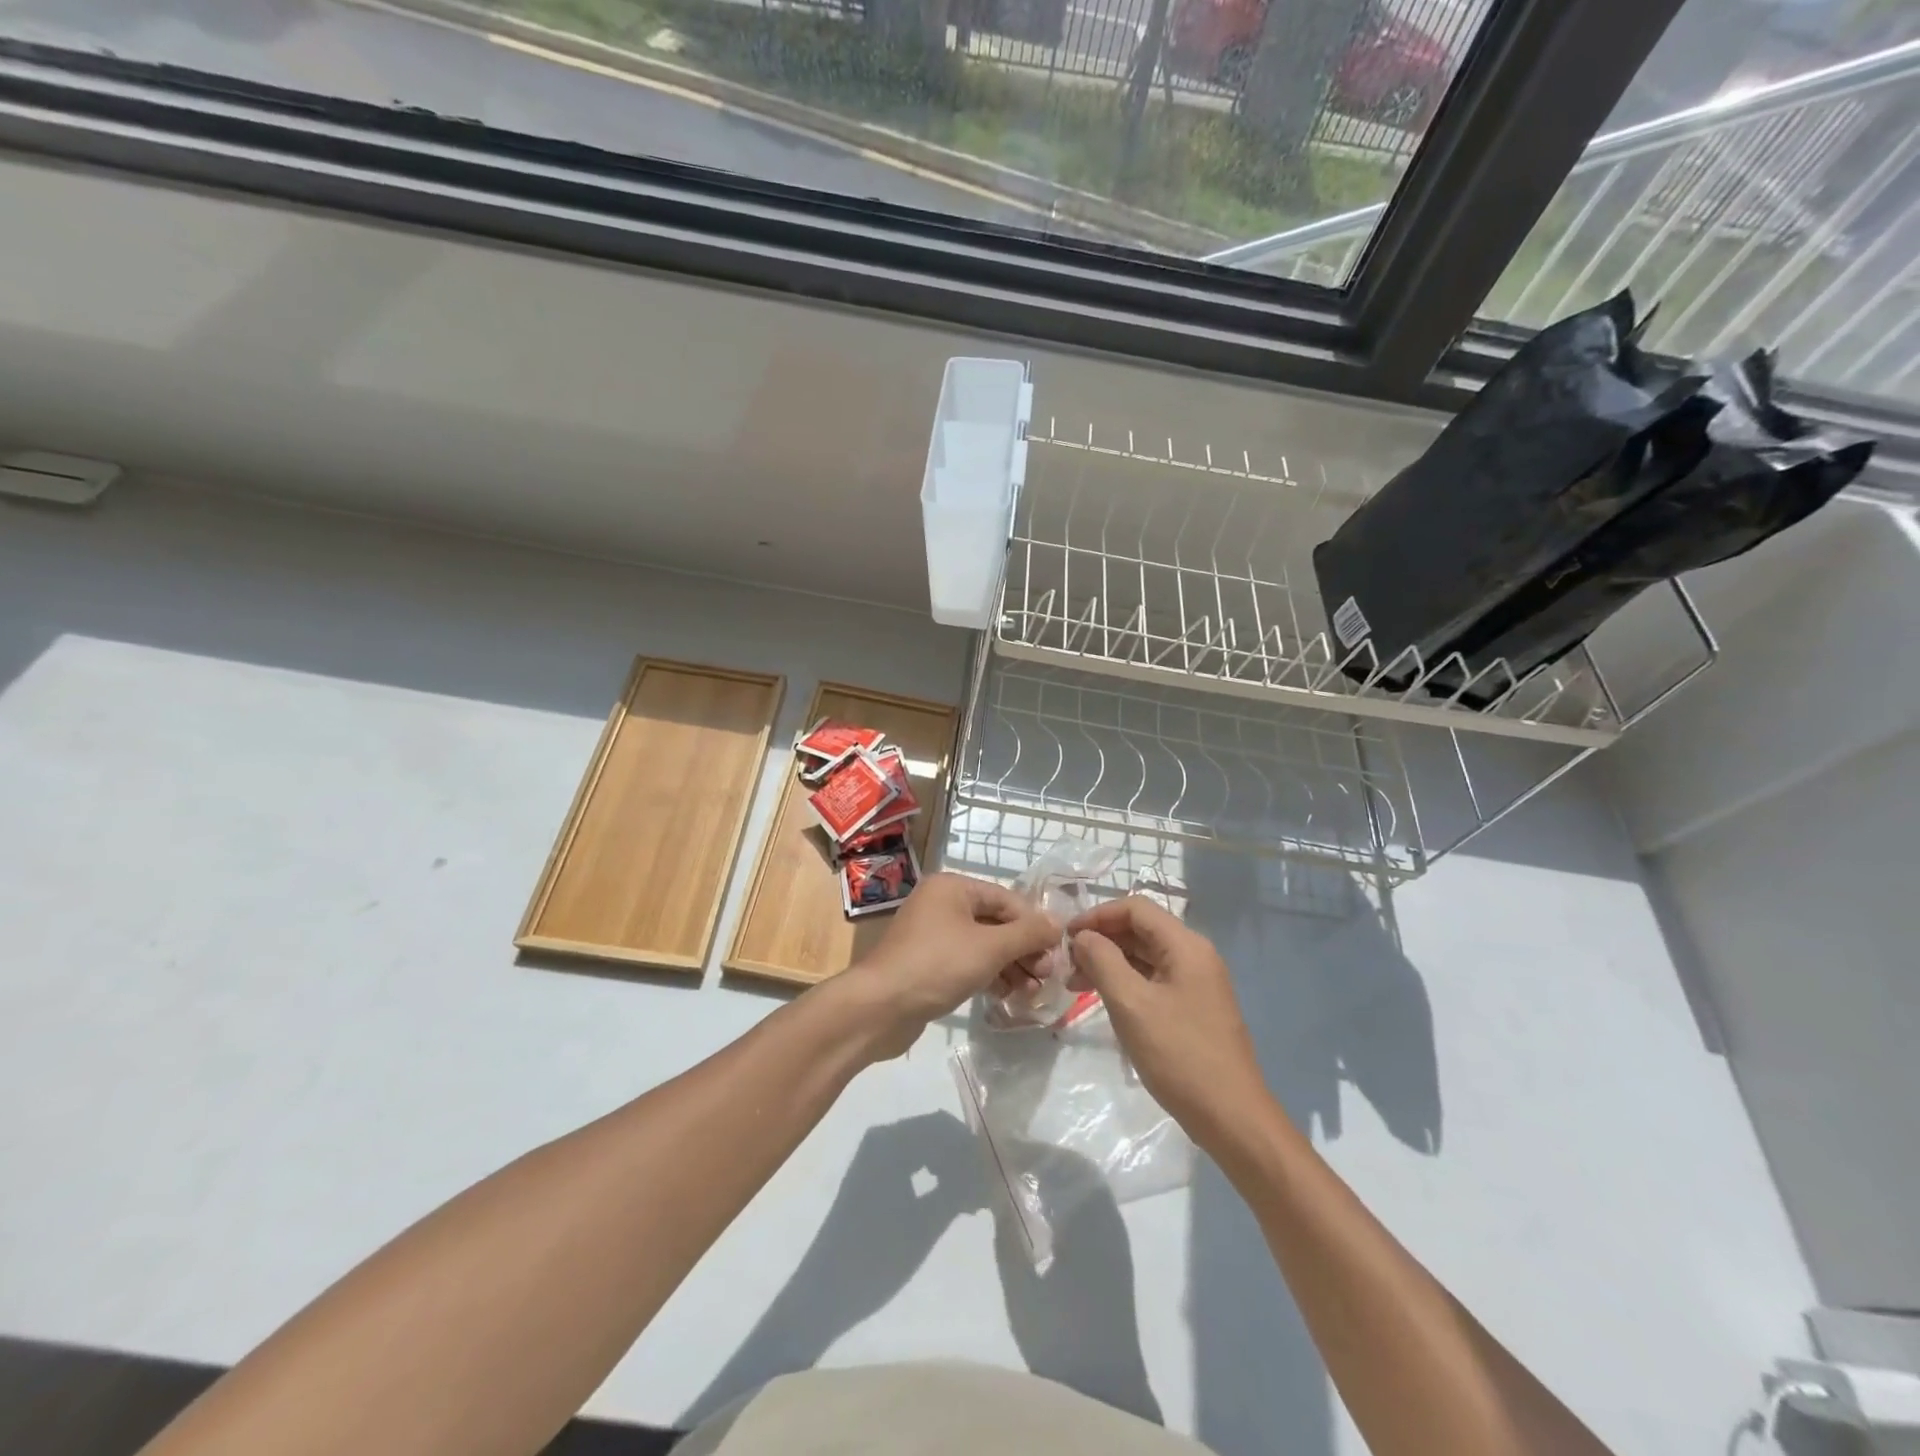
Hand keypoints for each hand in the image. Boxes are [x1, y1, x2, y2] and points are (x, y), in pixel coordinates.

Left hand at [838, 872, 1058, 1059]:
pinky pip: (969, 962)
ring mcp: (933, 935)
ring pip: (984, 945)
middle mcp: (942, 904)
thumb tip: (1058, 924)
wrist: (881, 1007)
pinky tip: (1009, 995)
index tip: (1057, 951)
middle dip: (1023, 949)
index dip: (1034, 924)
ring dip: (1011, 966)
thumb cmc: (938, 964)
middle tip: (1047, 976)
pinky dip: (990, 975)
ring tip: (1034, 991)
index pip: (1006, 899)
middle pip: (996, 922)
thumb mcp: (990, 948)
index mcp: (952, 887)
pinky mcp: (929, 964)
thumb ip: (1027, 934)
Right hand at [1066, 897, 1268, 1148]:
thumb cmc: (1179, 1055)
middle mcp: (1195, 955)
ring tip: (1076, 984)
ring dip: (1109, 963)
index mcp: (1186, 946)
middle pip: (1140, 930)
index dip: (1097, 916)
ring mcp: (1197, 983)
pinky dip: (1126, 982)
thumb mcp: (1131, 1004)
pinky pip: (1153, 980)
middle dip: (1101, 940)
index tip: (1066, 937)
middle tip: (1066, 964)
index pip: (1135, 908)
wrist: (1232, 1118)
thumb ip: (1103, 960)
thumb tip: (1083, 936)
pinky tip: (1104, 1001)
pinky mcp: (1193, 1008)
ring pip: (1145, 956)